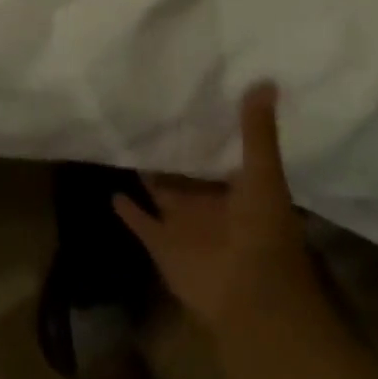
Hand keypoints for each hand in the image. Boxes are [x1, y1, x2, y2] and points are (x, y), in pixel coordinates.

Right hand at [115, 83, 322, 343]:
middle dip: (170, 149)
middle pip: (185, 172)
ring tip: (123, 140)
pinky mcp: (162, 243)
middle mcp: (209, 203)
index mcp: (237, 188)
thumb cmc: (263, 233)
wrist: (251, 298)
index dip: (205, 128)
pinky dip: (127, 208)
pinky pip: (140, 221)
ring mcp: (184, 224)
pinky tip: (111, 188)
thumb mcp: (264, 175)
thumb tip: (266, 80)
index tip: (186, 96)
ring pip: (161, 192)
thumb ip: (258, 132)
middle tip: (145, 111)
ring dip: (147, 173)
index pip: (217, 151)